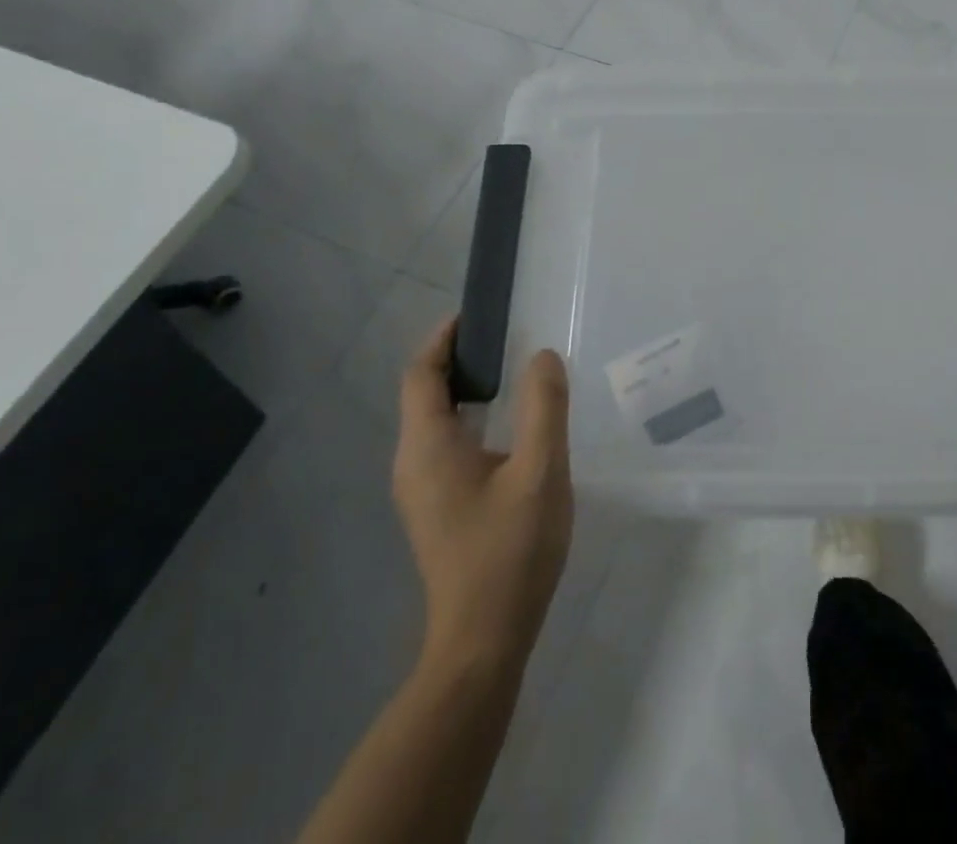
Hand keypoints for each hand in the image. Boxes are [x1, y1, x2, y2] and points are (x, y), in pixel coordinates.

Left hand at [393, 318, 573, 676]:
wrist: (483, 641)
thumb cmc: (510, 552)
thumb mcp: (540, 471)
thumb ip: (544, 407)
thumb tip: (543, 355)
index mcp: (428, 447)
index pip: (421, 374)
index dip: (443, 338)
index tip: (477, 314)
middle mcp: (412, 463)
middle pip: (423, 393)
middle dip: (456, 358)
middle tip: (505, 336)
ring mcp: (420, 490)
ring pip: (433, 421)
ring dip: (463, 388)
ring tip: (511, 371)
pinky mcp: (435, 509)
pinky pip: (443, 444)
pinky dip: (467, 417)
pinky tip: (506, 427)